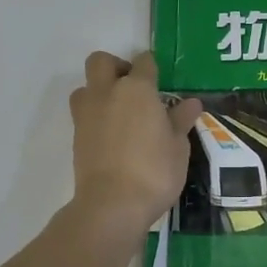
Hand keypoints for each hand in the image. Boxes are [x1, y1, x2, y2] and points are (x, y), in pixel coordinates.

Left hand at [68, 51, 203, 234]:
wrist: (112, 205)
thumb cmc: (154, 172)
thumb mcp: (178, 147)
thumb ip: (180, 120)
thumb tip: (191, 103)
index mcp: (137, 89)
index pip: (144, 61)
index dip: (151, 67)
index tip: (159, 81)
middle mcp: (107, 93)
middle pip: (101, 61)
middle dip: (116, 67)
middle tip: (134, 88)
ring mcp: (86, 114)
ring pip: (86, 86)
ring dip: (99, 91)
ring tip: (119, 112)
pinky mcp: (76, 136)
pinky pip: (83, 113)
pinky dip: (95, 116)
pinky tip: (112, 136)